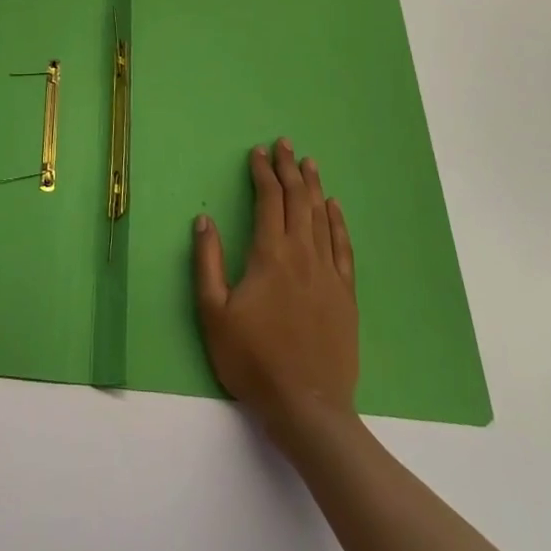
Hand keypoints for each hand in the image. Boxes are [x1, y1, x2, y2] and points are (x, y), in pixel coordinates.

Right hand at [193, 138, 358, 435]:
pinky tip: (335, 208)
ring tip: (310, 163)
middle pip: (298, 201)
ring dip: (315, 187)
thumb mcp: (213, 311)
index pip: (269, 201)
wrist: (307, 405)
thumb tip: (204, 220)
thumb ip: (207, 262)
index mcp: (270, 256)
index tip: (258, 152)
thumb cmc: (252, 359)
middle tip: (285, 145)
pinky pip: (343, 247)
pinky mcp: (346, 295)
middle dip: (290, 169)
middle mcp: (303, 256)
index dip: (263, 173)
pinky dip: (338, 222)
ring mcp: (329, 274)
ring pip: (322, 218)